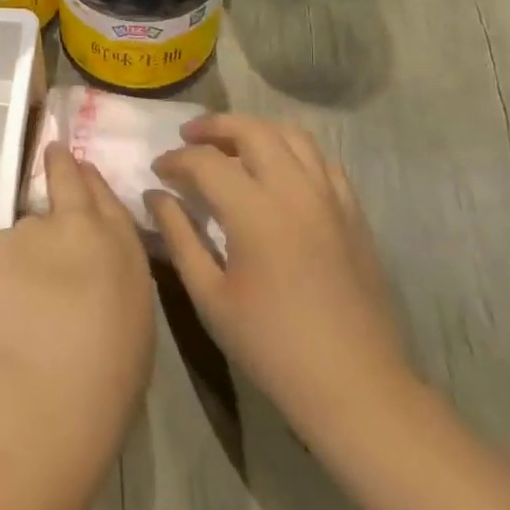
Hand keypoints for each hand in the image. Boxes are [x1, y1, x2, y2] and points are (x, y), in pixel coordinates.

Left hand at [0, 144, 154, 448]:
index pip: (107, 198)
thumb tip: (94, 273)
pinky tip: (2, 309)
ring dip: (25, 251)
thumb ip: (113, 279)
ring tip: (22, 298)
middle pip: (68, 180)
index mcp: (123, 247)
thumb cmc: (110, 375)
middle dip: (60, 165)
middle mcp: (81, 224)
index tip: (81, 169)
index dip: (91, 181)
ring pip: (26, 231)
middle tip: (52, 152)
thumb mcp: (133, 318)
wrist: (52, 387)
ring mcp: (34, 228)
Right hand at [148, 114, 412, 433]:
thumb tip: (156, 196)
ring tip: (232, 144)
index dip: (175, 160)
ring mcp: (330, 198)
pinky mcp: (353, 212)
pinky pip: (322, 161)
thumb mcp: (210, 296)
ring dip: (256, 130)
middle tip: (188, 137)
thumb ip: (180, 237)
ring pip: (292, 135)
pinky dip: (293, 151)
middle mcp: (295, 190)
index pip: (205, 161)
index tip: (157, 171)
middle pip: (252, 130)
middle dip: (214, 126)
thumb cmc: (271, 345)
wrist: (354, 383)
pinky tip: (279, 171)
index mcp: (255, 211)